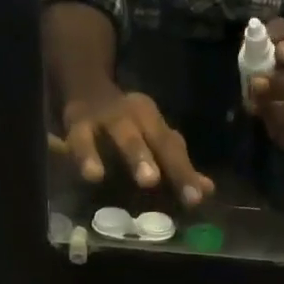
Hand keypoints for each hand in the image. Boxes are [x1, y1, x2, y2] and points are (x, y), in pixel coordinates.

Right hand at [59, 87, 214, 205]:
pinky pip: (80, 140)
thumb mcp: (152, 139)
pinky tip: (88, 175)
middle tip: (151, 182)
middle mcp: (132, 115)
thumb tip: (207, 190)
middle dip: (148, 158)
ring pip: (117, 133)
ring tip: (111, 177)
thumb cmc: (126, 125)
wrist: (85, 85)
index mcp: (153, 121)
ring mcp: (104, 117)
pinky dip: (83, 156)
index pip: (171, 147)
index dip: (183, 173)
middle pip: (147, 137)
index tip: (195, 199)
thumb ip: (178, 167)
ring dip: (115, 153)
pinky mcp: (76, 123)